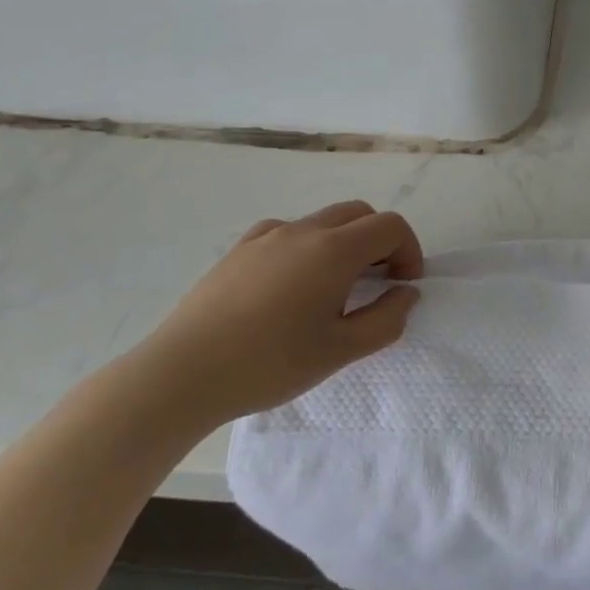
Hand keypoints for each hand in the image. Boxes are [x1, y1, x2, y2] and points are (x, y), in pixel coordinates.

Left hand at [133, 200, 422, 427]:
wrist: (181, 375)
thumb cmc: (269, 363)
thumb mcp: (341, 351)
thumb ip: (386, 319)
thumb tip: (405, 294)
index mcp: (334, 250)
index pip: (390, 226)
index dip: (408, 251)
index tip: (403, 286)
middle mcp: (303, 230)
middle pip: (359, 214)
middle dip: (380, 241)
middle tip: (378, 282)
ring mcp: (266, 236)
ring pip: (322, 221)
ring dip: (344, 243)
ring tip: (333, 288)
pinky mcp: (237, 250)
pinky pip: (287, 233)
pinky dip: (307, 247)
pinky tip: (291, 285)